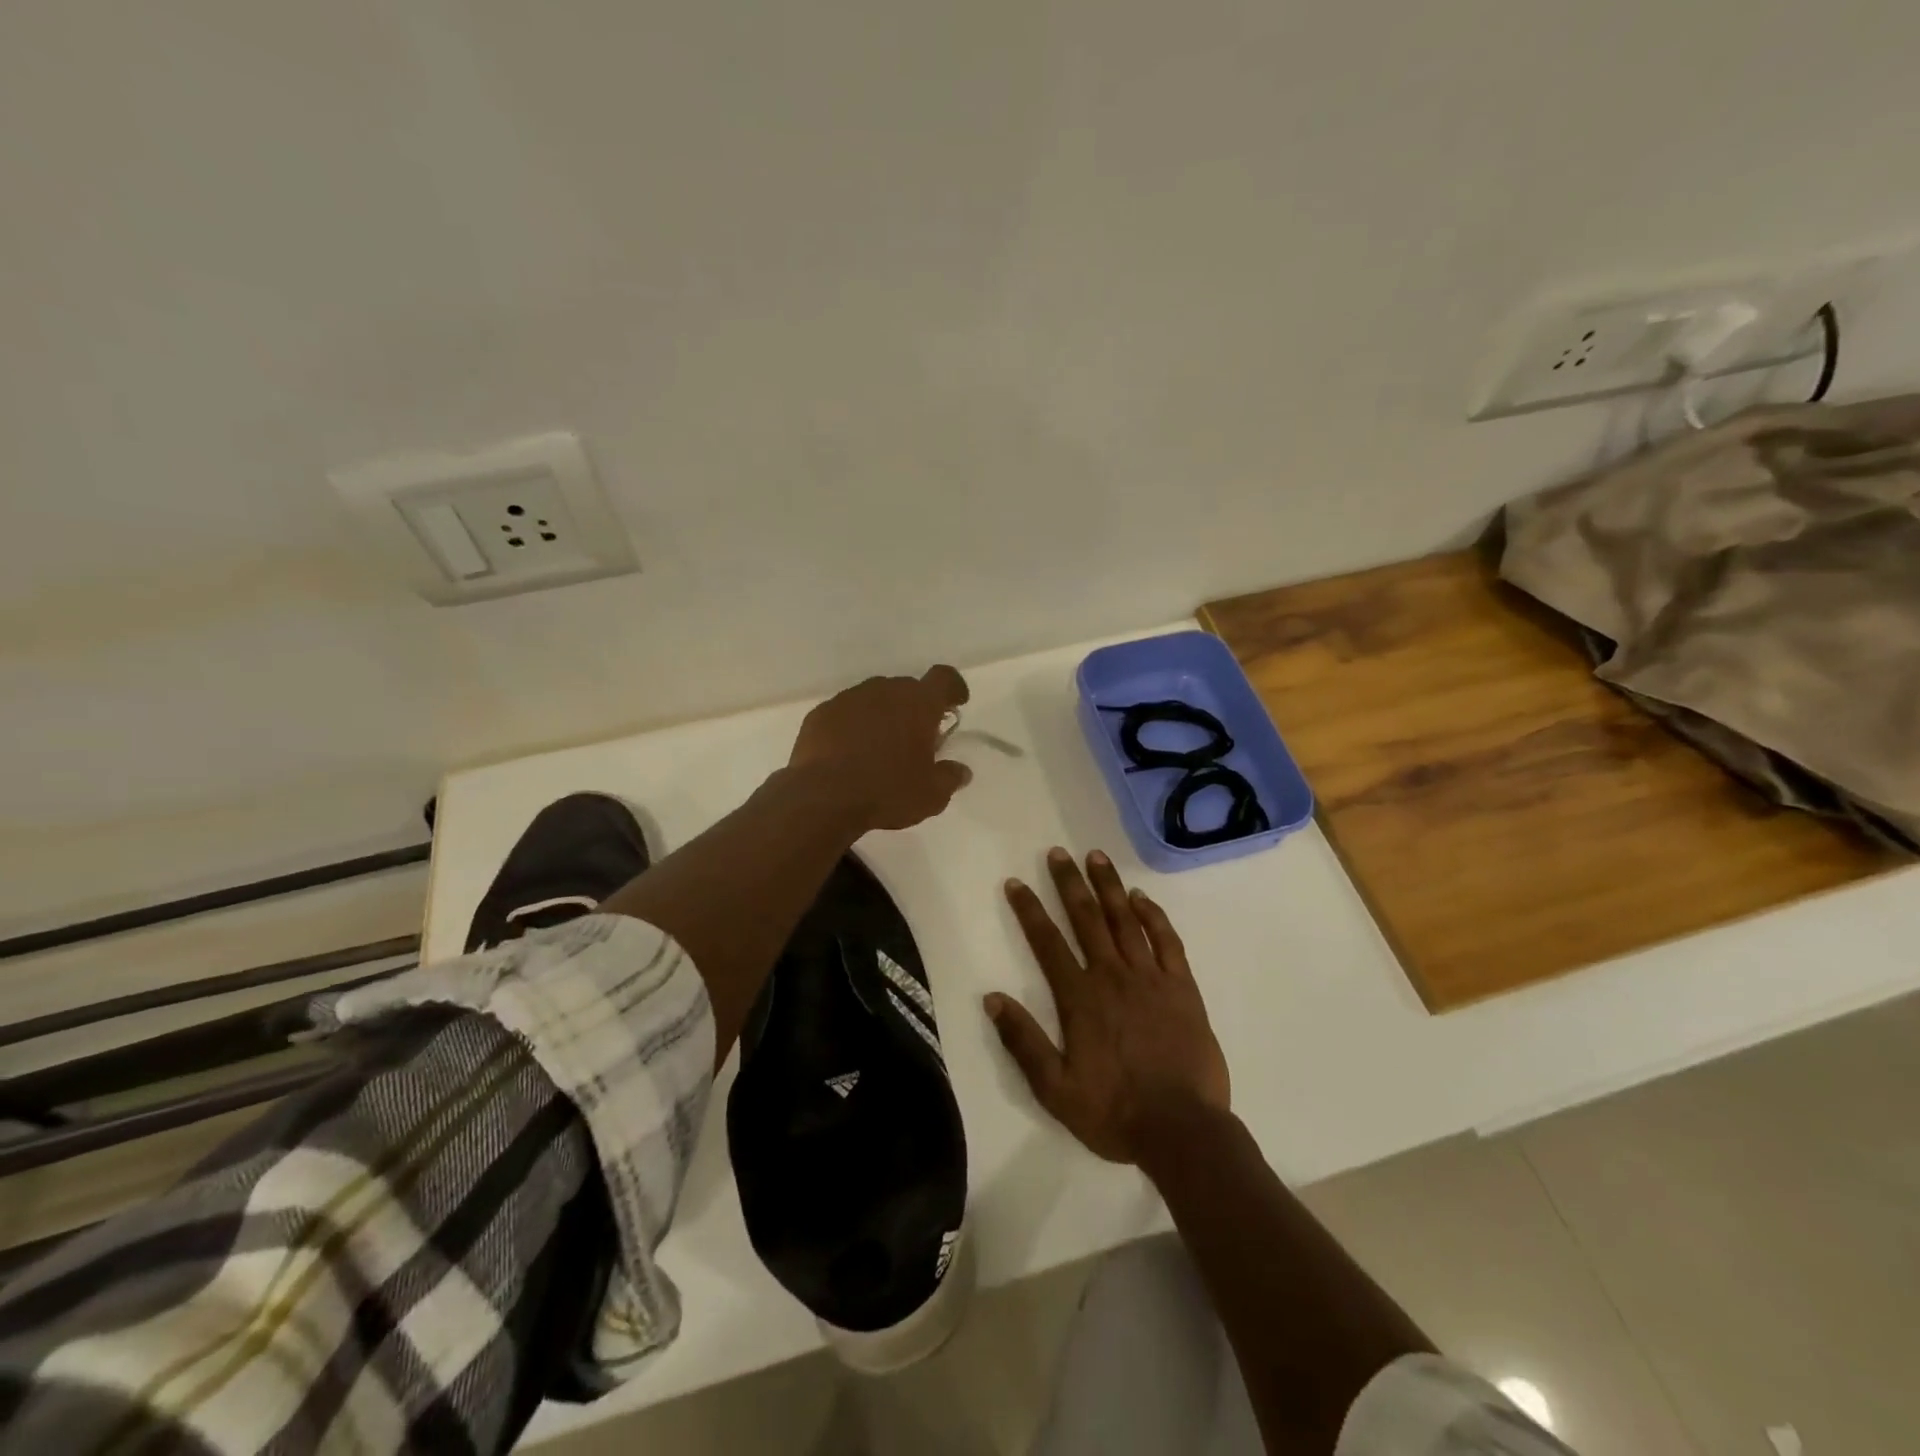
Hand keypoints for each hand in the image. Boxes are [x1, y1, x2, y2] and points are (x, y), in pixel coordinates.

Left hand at [788, 665, 972, 831]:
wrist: (823, 797)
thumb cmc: (887, 791)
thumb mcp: (931, 795)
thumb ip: (950, 778)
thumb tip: (961, 771)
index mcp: (918, 703)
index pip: (943, 678)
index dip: (953, 687)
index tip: (956, 702)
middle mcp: (885, 690)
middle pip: (908, 688)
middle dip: (916, 708)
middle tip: (917, 737)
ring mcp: (849, 698)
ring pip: (874, 698)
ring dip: (883, 715)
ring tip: (880, 747)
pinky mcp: (821, 713)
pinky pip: (846, 713)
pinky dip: (853, 726)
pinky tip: (849, 753)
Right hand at [987, 847, 1229, 1164]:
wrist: (1184, 1131)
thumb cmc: (1115, 1112)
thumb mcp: (1055, 1089)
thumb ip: (1023, 1042)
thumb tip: (992, 999)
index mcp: (1080, 998)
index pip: (1047, 943)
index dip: (1029, 910)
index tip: (1016, 882)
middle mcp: (1113, 976)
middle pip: (1087, 919)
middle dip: (1069, 883)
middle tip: (1058, 853)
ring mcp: (1151, 978)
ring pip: (1125, 921)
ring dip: (1109, 887)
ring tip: (1096, 857)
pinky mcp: (1183, 988)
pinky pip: (1167, 941)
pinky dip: (1153, 916)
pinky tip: (1142, 898)